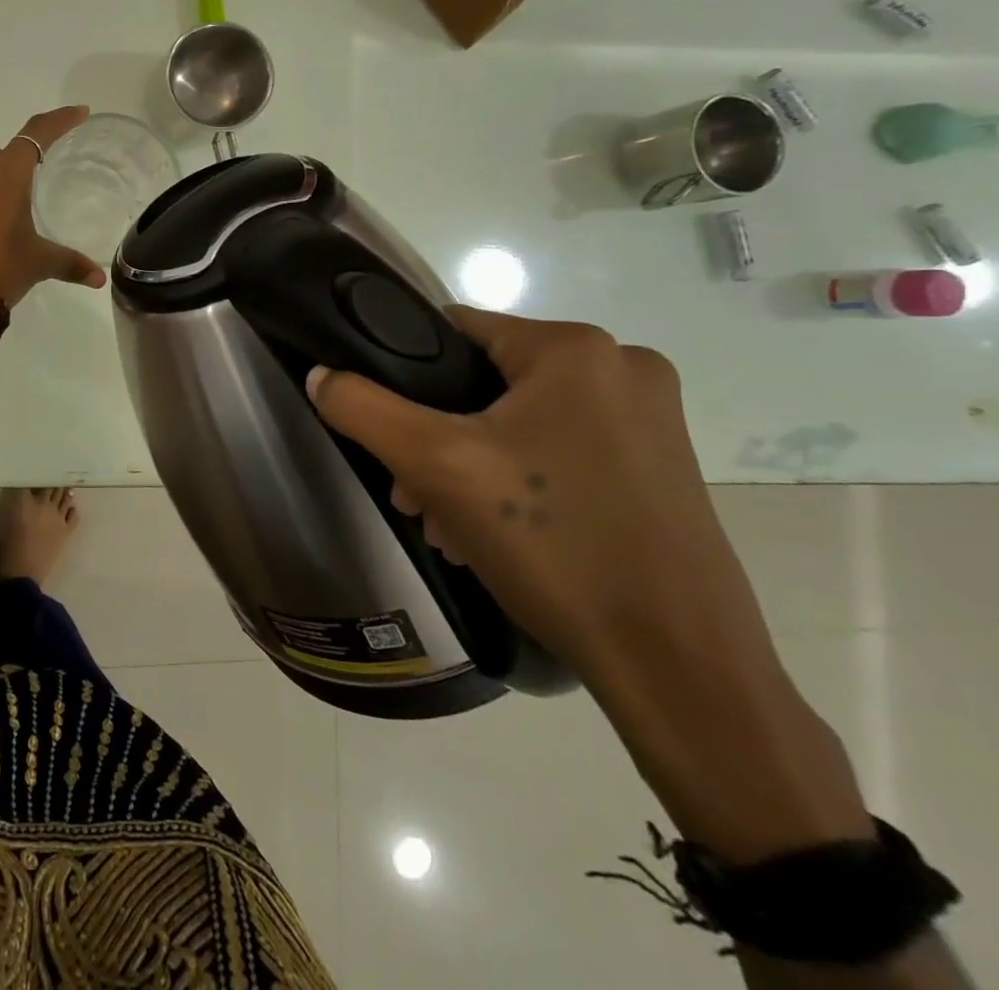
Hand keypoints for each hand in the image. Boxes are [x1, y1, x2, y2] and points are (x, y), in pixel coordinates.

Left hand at [0, 105, 106, 309]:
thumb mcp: (38, 264)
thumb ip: (69, 264)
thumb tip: (98, 278)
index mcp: (4, 175)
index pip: (36, 134)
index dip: (59, 121)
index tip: (78, 113)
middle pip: (3, 159)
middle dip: (22, 168)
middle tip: (39, 186)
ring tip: (9, 220)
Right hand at [310, 310, 878, 866]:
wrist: (678, 667)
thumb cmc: (554, 545)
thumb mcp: (436, 466)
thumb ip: (363, 407)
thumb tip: (319, 374)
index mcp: (576, 349)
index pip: (453, 330)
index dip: (405, 374)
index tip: (387, 432)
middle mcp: (622, 368)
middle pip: (484, 382)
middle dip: (435, 436)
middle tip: (414, 493)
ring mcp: (650, 420)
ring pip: (518, 421)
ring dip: (469, 465)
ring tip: (447, 523)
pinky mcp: (660, 467)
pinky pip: (558, 451)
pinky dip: (516, 482)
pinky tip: (493, 534)